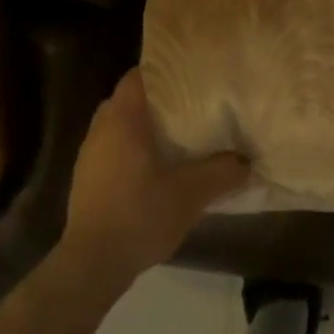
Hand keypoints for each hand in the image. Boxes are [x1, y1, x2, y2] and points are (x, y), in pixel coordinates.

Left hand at [57, 70, 249, 291]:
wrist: (93, 263)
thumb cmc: (141, 215)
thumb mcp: (192, 193)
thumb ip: (222, 172)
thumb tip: (247, 161)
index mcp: (122, 120)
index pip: (137, 76)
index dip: (162, 70)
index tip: (189, 74)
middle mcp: (100, 130)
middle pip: (129, 99)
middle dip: (157, 99)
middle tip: (191, 103)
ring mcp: (89, 155)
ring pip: (119, 125)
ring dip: (144, 126)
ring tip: (179, 134)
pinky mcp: (87, 178)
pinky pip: (112, 148)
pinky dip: (133, 148)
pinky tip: (158, 167)